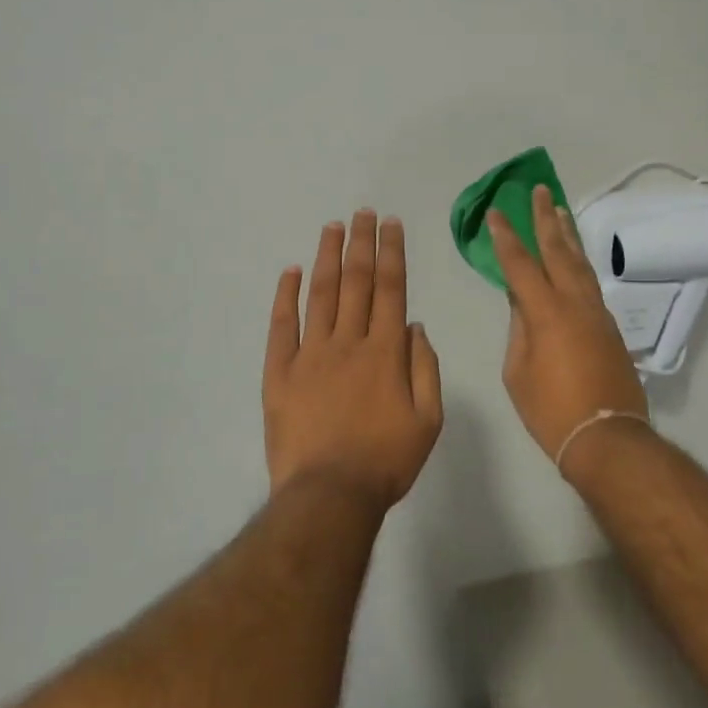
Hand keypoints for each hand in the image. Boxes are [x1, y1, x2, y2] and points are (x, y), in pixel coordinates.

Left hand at [263, 210, 443, 507]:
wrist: (330, 495)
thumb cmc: (386, 460)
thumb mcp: (428, 420)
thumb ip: (425, 368)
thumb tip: (415, 326)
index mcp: (386, 352)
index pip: (391, 289)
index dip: (391, 252)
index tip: (390, 224)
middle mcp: (348, 342)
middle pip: (356, 282)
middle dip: (361, 243)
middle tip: (362, 212)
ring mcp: (310, 354)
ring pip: (321, 294)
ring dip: (327, 257)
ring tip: (332, 227)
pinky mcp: (279, 372)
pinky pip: (281, 325)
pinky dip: (285, 295)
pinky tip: (289, 271)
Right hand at [488, 186, 648, 462]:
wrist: (607, 436)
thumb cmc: (551, 410)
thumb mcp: (518, 372)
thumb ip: (519, 331)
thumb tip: (522, 303)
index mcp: (546, 312)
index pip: (521, 264)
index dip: (506, 237)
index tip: (496, 213)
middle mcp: (575, 302)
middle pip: (558, 251)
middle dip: (545, 219)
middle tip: (539, 191)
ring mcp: (597, 312)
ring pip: (580, 263)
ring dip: (567, 235)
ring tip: (558, 211)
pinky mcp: (609, 326)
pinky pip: (590, 283)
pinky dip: (579, 263)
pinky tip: (573, 258)